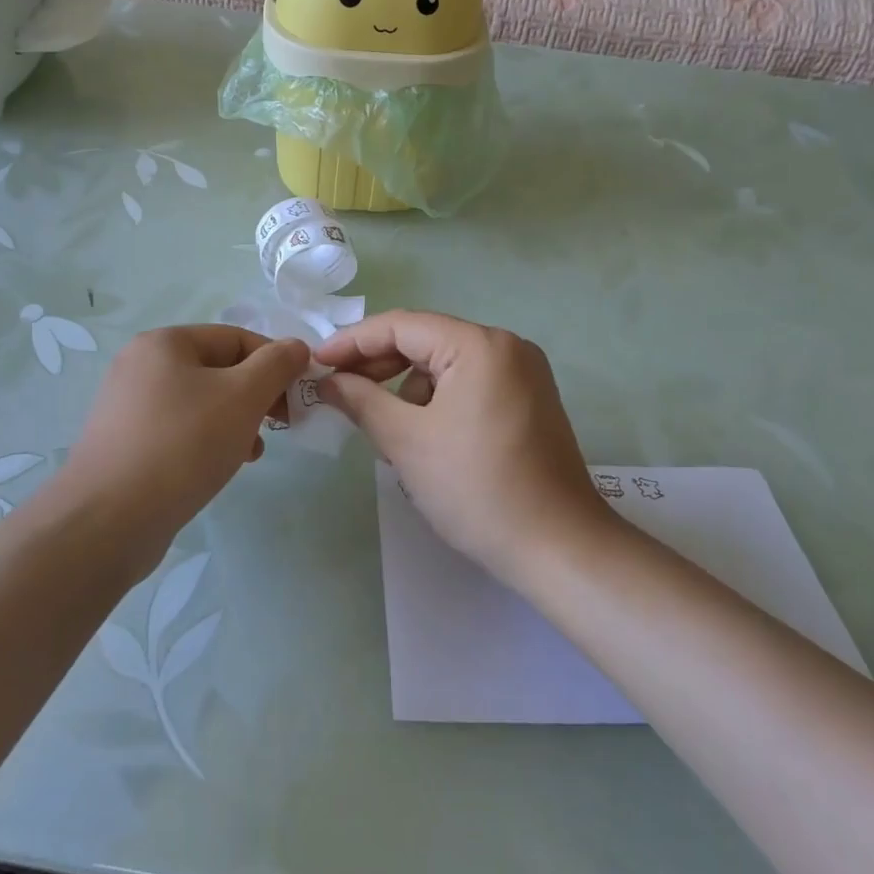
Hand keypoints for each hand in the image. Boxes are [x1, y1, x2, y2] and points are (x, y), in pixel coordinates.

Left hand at [61, 325, 309, 560]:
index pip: (237, 338)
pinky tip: (223, 465)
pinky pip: (181, 430)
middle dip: (256, 395)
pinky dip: (208, 440)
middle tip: (281, 424)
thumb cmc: (182, 446)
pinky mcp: (127, 444)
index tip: (298, 397)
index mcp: (165, 343)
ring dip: (236, 421)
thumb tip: (296, 347)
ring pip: (202, 402)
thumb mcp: (242, 397)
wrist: (108, 521)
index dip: (275, 363)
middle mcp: (141, 366)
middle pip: (219, 369)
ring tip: (252, 451)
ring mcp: (129, 406)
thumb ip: (276, 365)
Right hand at [316, 311, 603, 577]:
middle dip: (379, 367)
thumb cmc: (477, 488)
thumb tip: (328, 381)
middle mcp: (506, 346)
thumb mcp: (407, 442)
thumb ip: (361, 401)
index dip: (352, 342)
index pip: (401, 326)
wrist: (558, 547)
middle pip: (426, 341)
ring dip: (408, 389)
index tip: (315, 364)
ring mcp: (523, 373)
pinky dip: (438, 402)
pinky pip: (469, 385)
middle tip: (339, 394)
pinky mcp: (529, 400)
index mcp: (479, 345)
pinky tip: (423, 438)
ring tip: (386, 431)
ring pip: (446, 366)